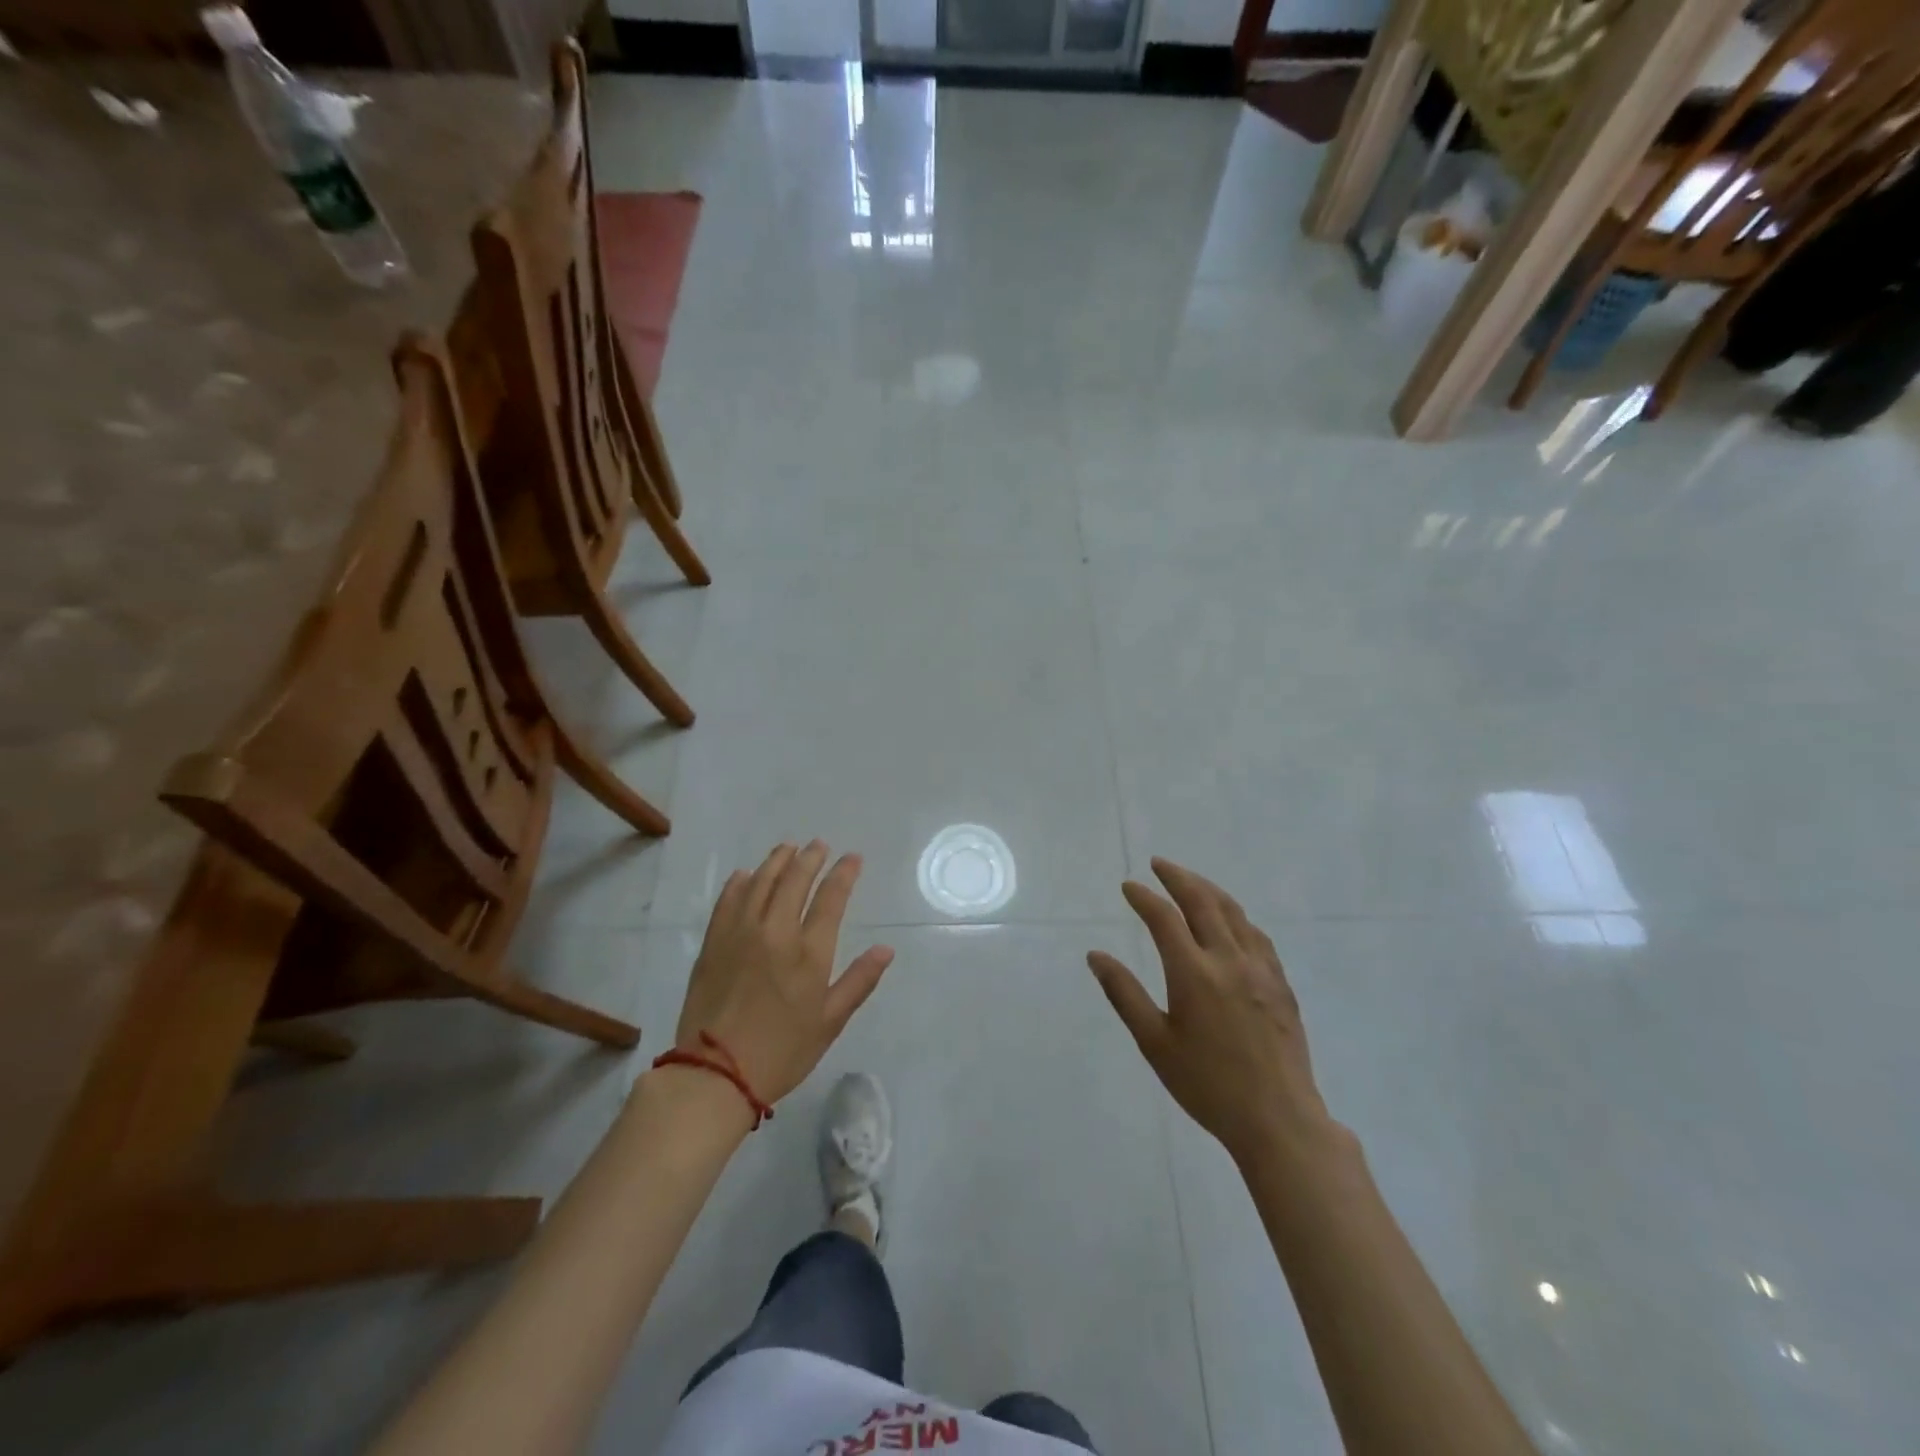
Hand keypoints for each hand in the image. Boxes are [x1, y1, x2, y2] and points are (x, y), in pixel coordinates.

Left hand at [676, 842, 893, 1105]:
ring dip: (777, 861)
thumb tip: (886, 949)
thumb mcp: (830, 1023)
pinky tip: (745, 874)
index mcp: (809, 952)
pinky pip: (728, 901)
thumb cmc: (782, 1052)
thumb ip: (859, 981)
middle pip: (795, 880)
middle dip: (810, 858)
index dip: (844, 874)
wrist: (715, 1074)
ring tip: (787, 848)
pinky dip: (739, 883)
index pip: (831, 898)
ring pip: (761, 882)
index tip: (852, 858)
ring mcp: (740, 933)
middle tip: (819, 845)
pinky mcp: (713, 943)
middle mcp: (776, 932)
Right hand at [1089, 858, 1337, 1166]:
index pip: (1164, 919)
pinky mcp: (1281, 984)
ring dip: (1209, 890)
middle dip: (1178, 877)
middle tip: (1159, 864)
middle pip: (1203, 902)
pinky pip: (1257, 935)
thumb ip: (1124, 994)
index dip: (1144, 897)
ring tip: (1190, 881)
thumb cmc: (1207, 1085)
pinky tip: (1231, 920)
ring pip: (1234, 913)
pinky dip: (1236, 916)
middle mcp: (1228, 960)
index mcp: (1194, 974)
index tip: (1128, 886)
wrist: (1278, 1120)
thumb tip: (1095, 956)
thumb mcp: (1155, 1043)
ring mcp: (1260, 970)